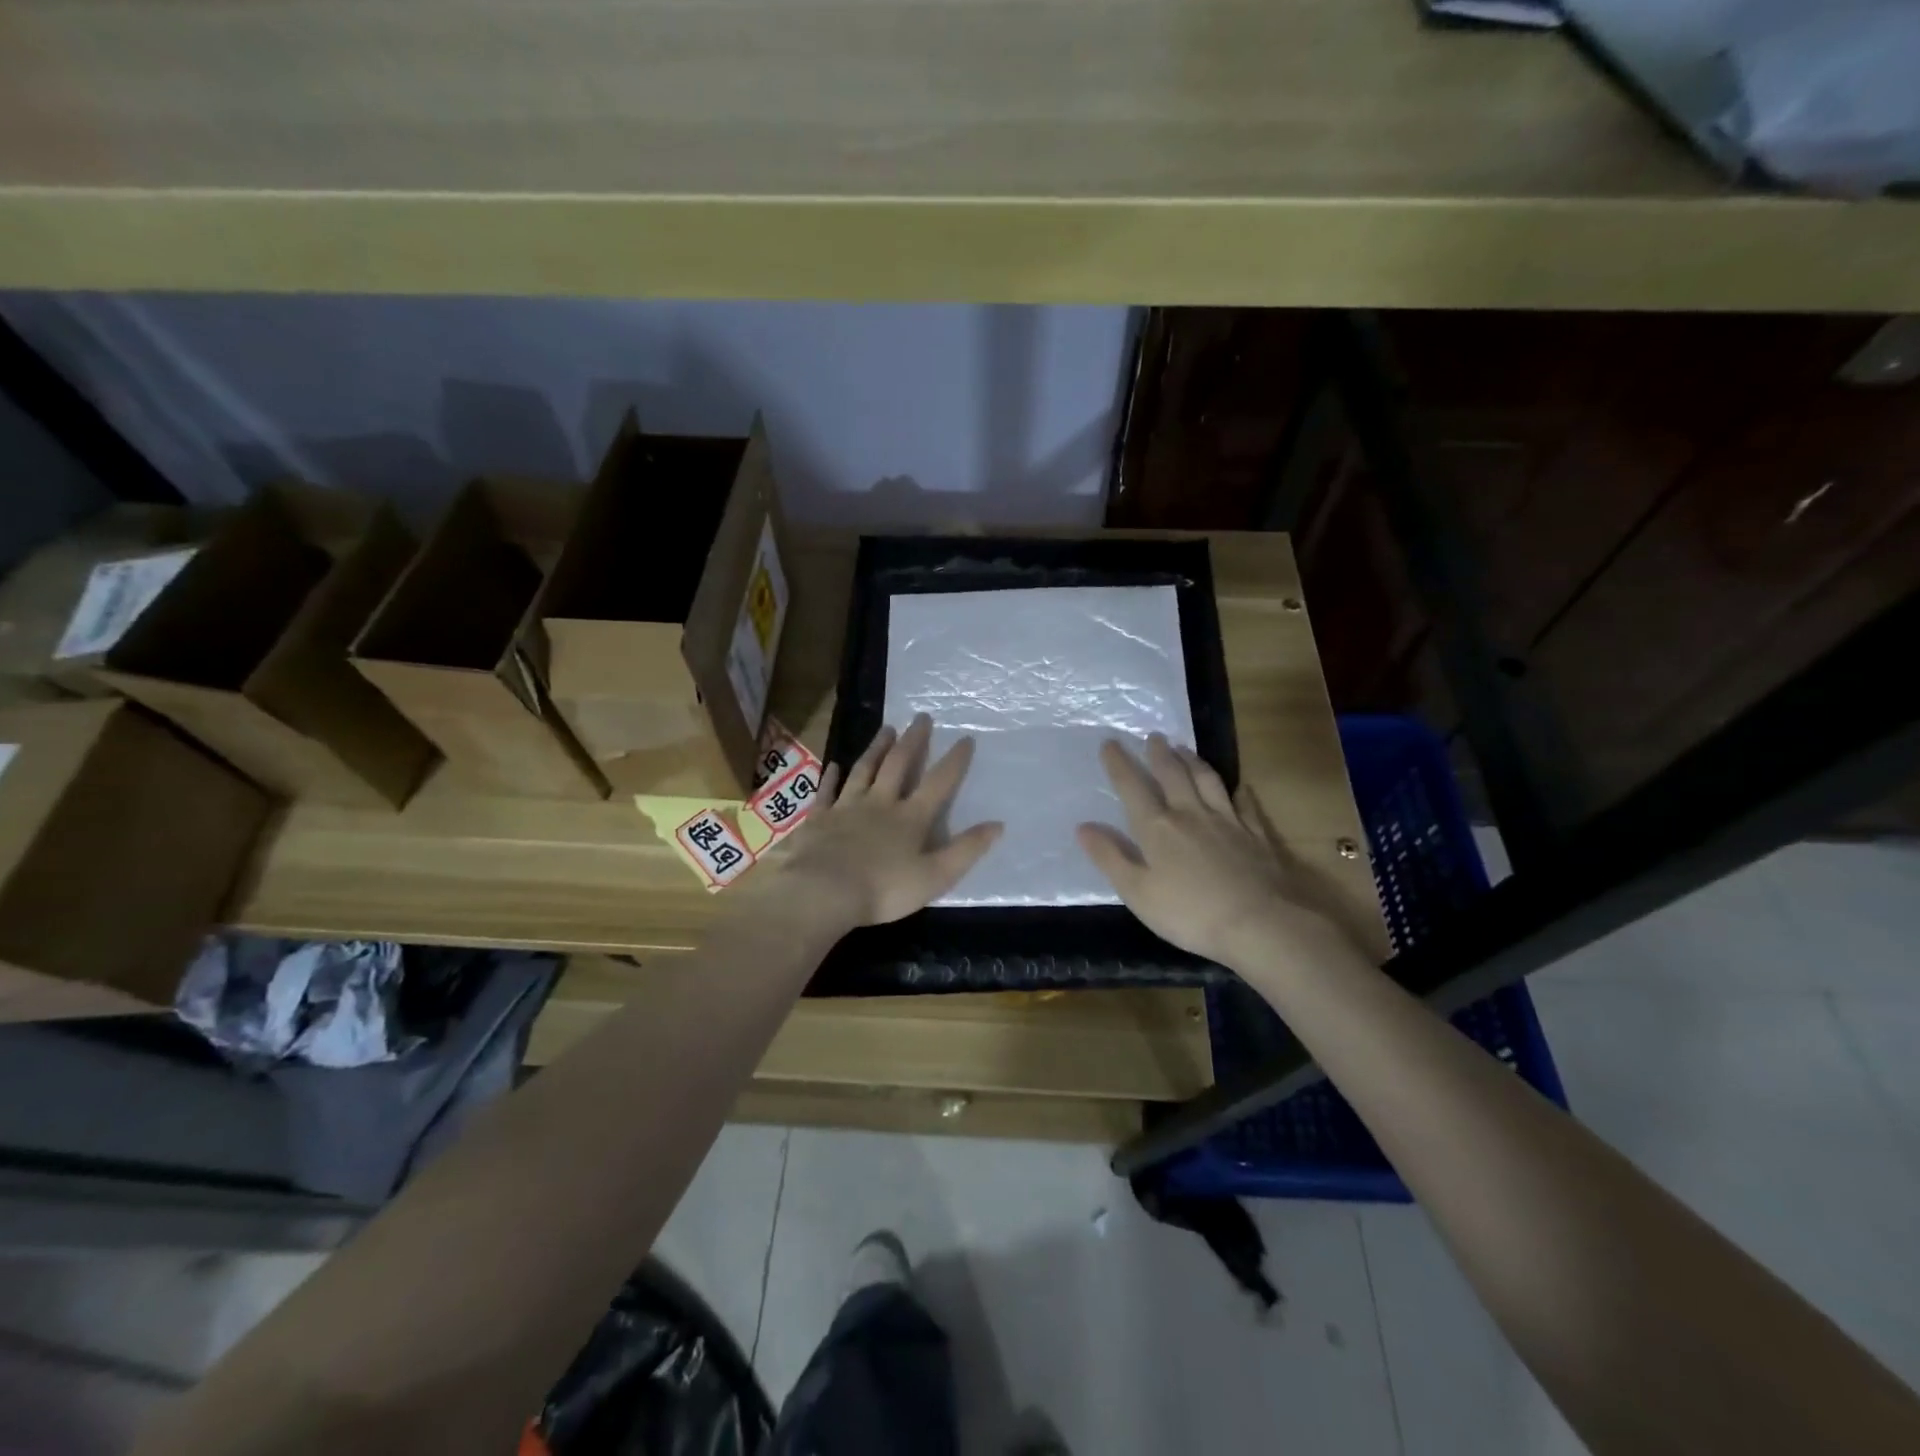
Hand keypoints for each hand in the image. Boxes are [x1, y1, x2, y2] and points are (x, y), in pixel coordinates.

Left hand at [764, 714, 1003, 928]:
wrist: (824, 892)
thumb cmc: (884, 890)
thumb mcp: (936, 876)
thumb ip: (966, 850)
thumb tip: (997, 825)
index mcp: (911, 818)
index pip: (938, 783)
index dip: (954, 761)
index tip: (965, 738)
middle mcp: (880, 803)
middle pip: (898, 765)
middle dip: (913, 741)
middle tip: (921, 718)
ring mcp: (846, 808)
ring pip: (864, 770)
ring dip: (876, 748)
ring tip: (886, 729)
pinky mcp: (819, 819)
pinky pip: (827, 792)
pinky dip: (831, 777)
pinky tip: (834, 765)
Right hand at [1076, 734, 1364, 973]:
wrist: (1260, 923)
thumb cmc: (1190, 913)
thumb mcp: (1137, 892)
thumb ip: (1110, 857)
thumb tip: (1083, 827)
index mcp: (1157, 828)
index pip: (1132, 788)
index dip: (1119, 765)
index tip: (1110, 743)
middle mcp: (1190, 814)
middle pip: (1172, 775)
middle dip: (1159, 754)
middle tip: (1153, 736)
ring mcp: (1227, 821)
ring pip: (1207, 780)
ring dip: (1193, 761)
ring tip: (1184, 748)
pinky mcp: (1256, 834)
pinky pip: (1245, 804)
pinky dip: (1239, 791)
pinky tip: (1239, 786)